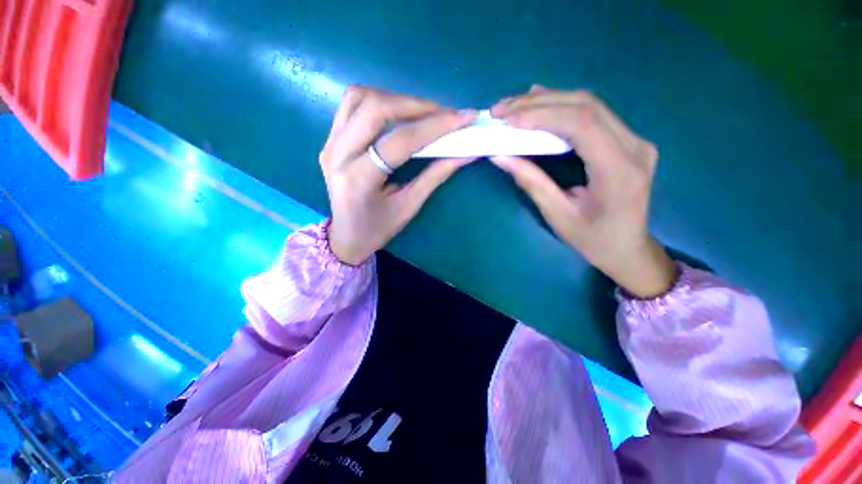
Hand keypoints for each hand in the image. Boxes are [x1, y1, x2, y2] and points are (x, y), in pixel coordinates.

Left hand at [320, 86, 476, 264]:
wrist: (346, 237)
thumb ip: (435, 176)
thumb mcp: (409, 206)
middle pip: (375, 108)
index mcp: (359, 180)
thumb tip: (465, 153)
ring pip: (359, 98)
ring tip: (422, 113)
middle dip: (416, 105)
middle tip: (444, 113)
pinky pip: (352, 105)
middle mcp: (338, 155)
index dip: (434, 126)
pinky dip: (379, 102)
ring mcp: (329, 144)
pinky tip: (398, 115)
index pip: (400, 141)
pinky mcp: (329, 140)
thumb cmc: (379, 229)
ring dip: (395, 99)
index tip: (463, 118)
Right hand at [490, 87, 675, 297]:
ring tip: (513, 106)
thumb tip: (501, 156)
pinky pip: (593, 113)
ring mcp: (635, 140)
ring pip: (589, 104)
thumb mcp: (557, 215)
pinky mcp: (627, 140)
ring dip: (548, 101)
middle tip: (502, 110)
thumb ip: (531, 182)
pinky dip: (561, 107)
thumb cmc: (593, 239)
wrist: (628, 248)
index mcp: (619, 171)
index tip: (508, 120)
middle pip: (586, 106)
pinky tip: (539, 103)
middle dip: (539, 104)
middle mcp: (634, 147)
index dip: (542, 116)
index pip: (582, 124)